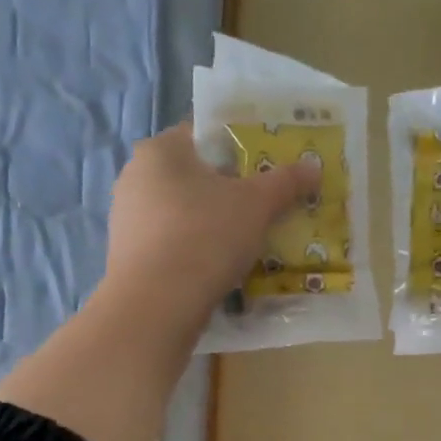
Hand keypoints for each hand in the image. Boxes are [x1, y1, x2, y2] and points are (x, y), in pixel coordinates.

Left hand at [103, 122, 320, 323]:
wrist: (156, 305)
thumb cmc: (204, 236)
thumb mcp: (256, 205)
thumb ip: (285, 182)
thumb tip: (313, 166)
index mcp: (160, 150)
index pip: (203, 134)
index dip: (239, 146)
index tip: (266, 167)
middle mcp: (135, 176)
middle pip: (193, 175)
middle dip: (227, 189)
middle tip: (263, 205)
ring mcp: (126, 218)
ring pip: (181, 212)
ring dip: (211, 222)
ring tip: (245, 241)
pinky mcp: (127, 255)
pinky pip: (170, 242)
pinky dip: (193, 249)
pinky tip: (216, 267)